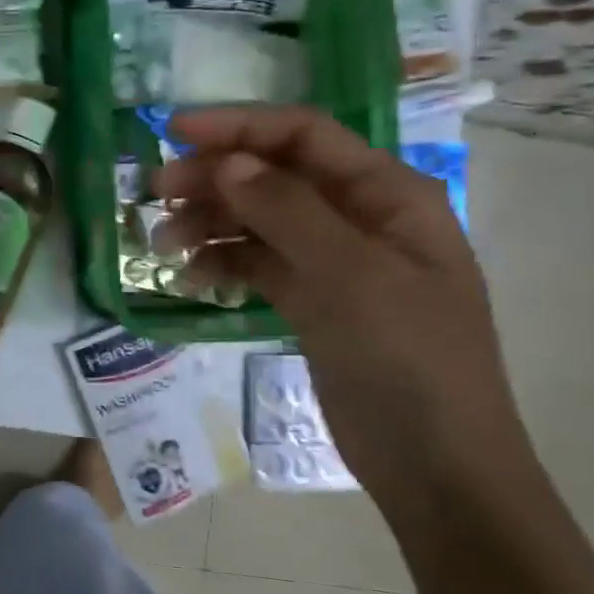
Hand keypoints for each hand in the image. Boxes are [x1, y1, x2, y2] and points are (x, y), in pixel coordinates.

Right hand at [154, 106, 527, 511]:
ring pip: (261, 220)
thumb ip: (287, 212)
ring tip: (163, 245)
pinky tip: (191, 280)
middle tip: (155, 193)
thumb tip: (228, 163)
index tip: (173, 131)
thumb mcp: (350, 278)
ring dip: (211, 223)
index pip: (303, 136)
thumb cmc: (408, 361)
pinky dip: (225, 264)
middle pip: (275, 175)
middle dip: (214, 178)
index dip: (238, 126)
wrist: (437, 468)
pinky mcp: (314, 300)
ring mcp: (336, 260)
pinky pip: (260, 264)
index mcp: (387, 194)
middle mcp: (360, 216)